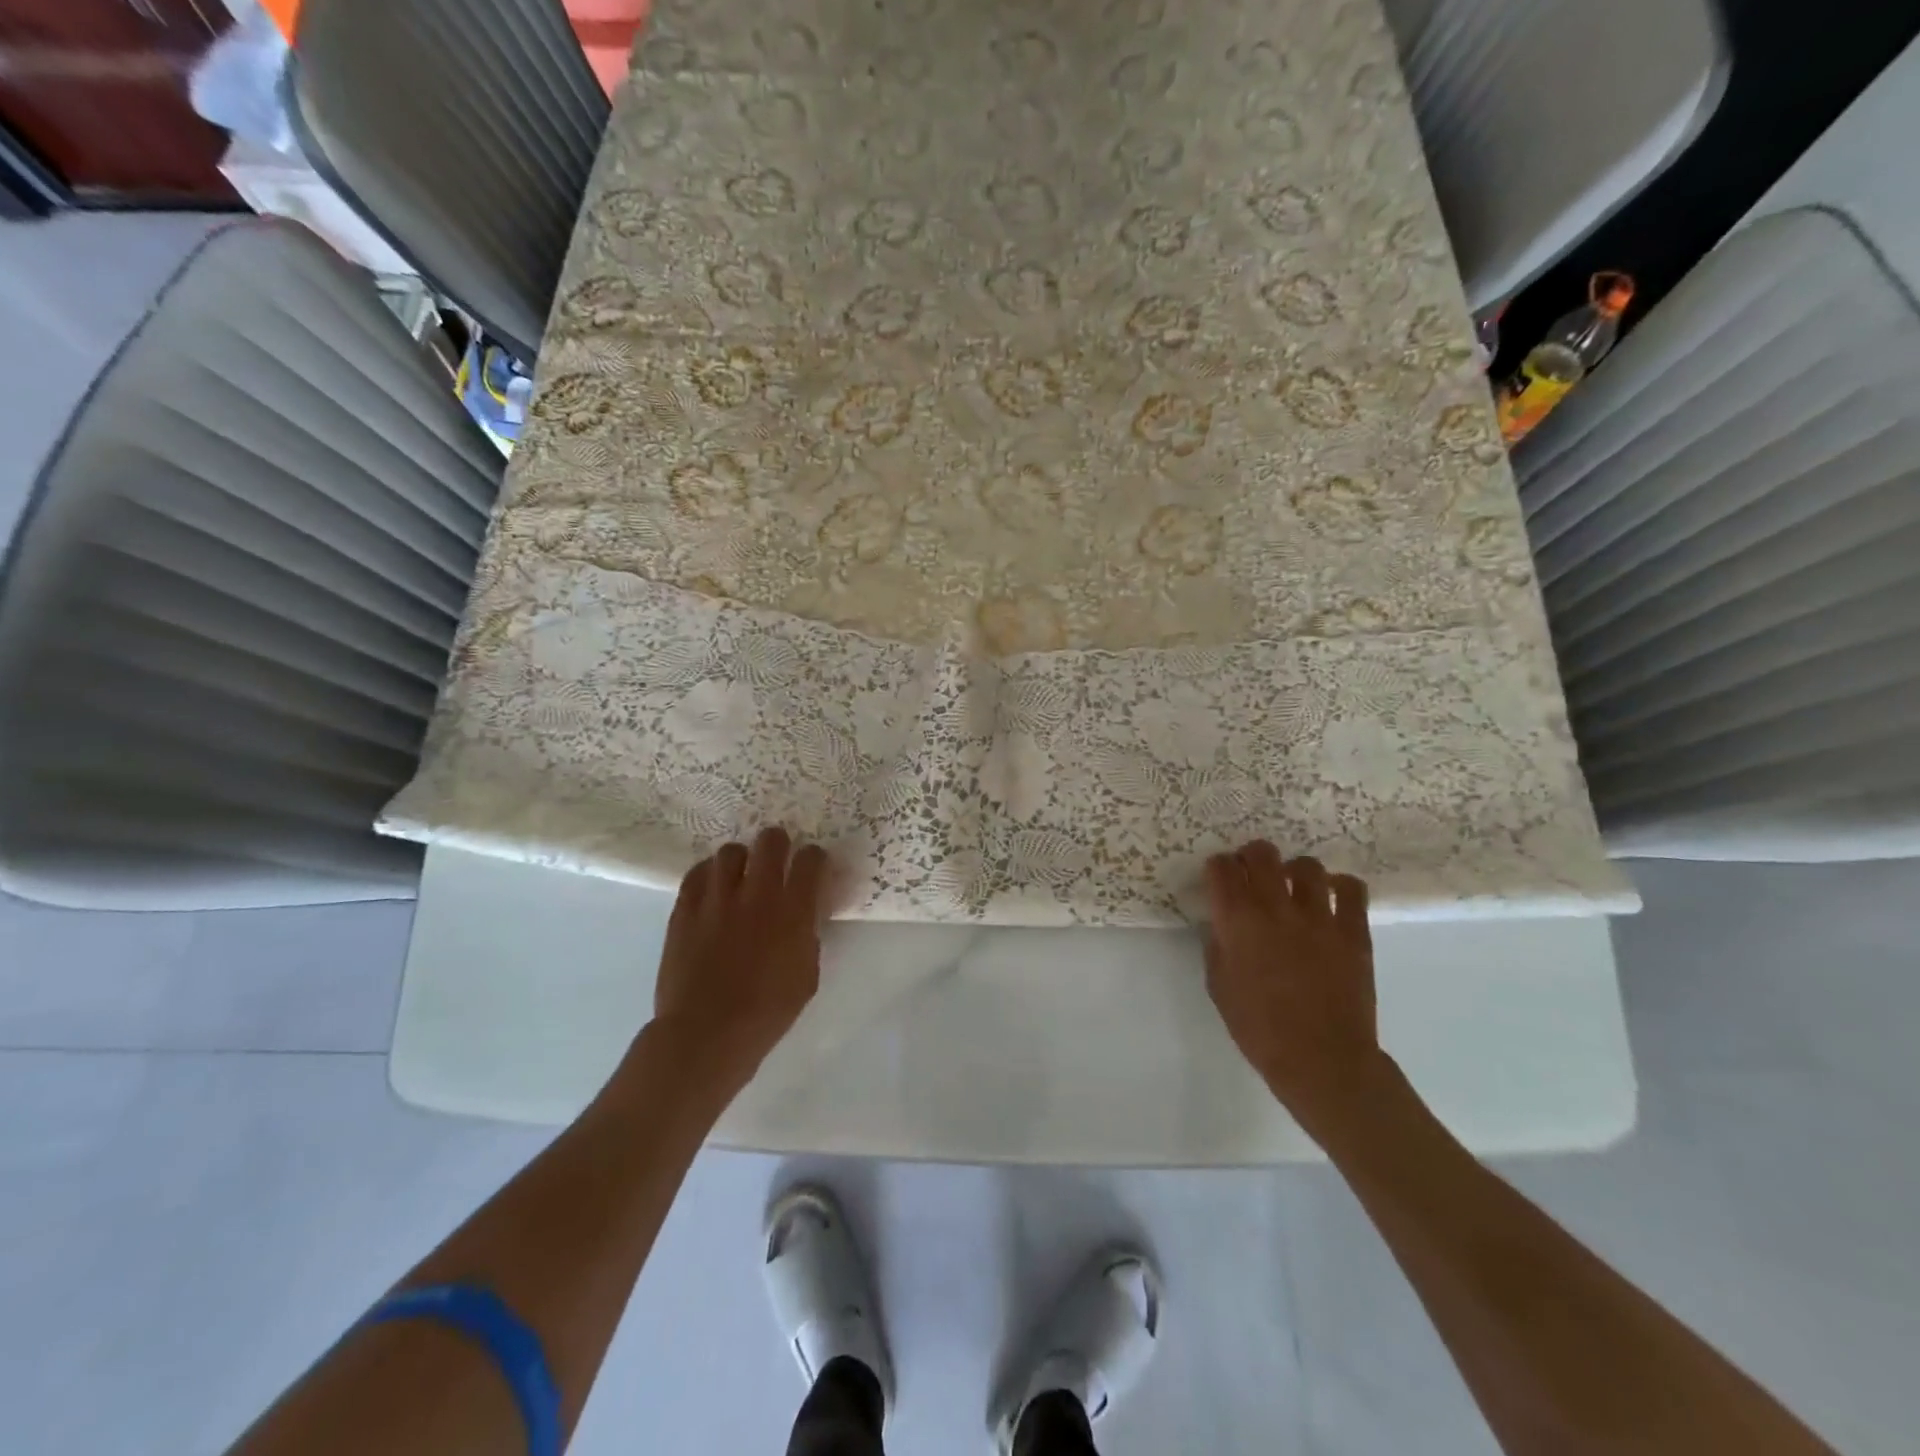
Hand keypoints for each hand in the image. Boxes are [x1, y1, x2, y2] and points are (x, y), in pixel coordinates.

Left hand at [651, 827, 832, 1094]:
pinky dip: (709, 875)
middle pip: (771, 840)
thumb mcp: (807, 974)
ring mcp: (717, 898)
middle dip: (779, 845)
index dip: (815, 859)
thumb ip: (808, 934)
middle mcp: (758, 893)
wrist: (706, 1033)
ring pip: (731, 851)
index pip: (812, 859)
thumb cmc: (767, 1012)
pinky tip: (713, 891)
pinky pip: (698, 873)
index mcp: (794, 911)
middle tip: (777, 862)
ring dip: (741, 860)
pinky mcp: (685, 908)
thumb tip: (805, 912)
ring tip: (740, 877)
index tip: (812, 869)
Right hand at [1204, 842, 1384, 1134]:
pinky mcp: (1353, 931)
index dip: (1218, 867)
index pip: (1222, 869)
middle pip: (1262, 854)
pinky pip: (1351, 888)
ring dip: (1294, 871)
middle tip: (1253, 873)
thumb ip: (1218, 944)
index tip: (1219, 877)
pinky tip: (1332, 898)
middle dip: (1252, 856)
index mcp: (1237, 921)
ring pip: (1306, 865)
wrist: (1321, 1060)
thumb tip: (1223, 921)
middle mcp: (1275, 908)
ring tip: (1294, 887)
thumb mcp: (1218, 985)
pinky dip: (1340, 886)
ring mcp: (1319, 917)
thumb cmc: (1259, 1028)